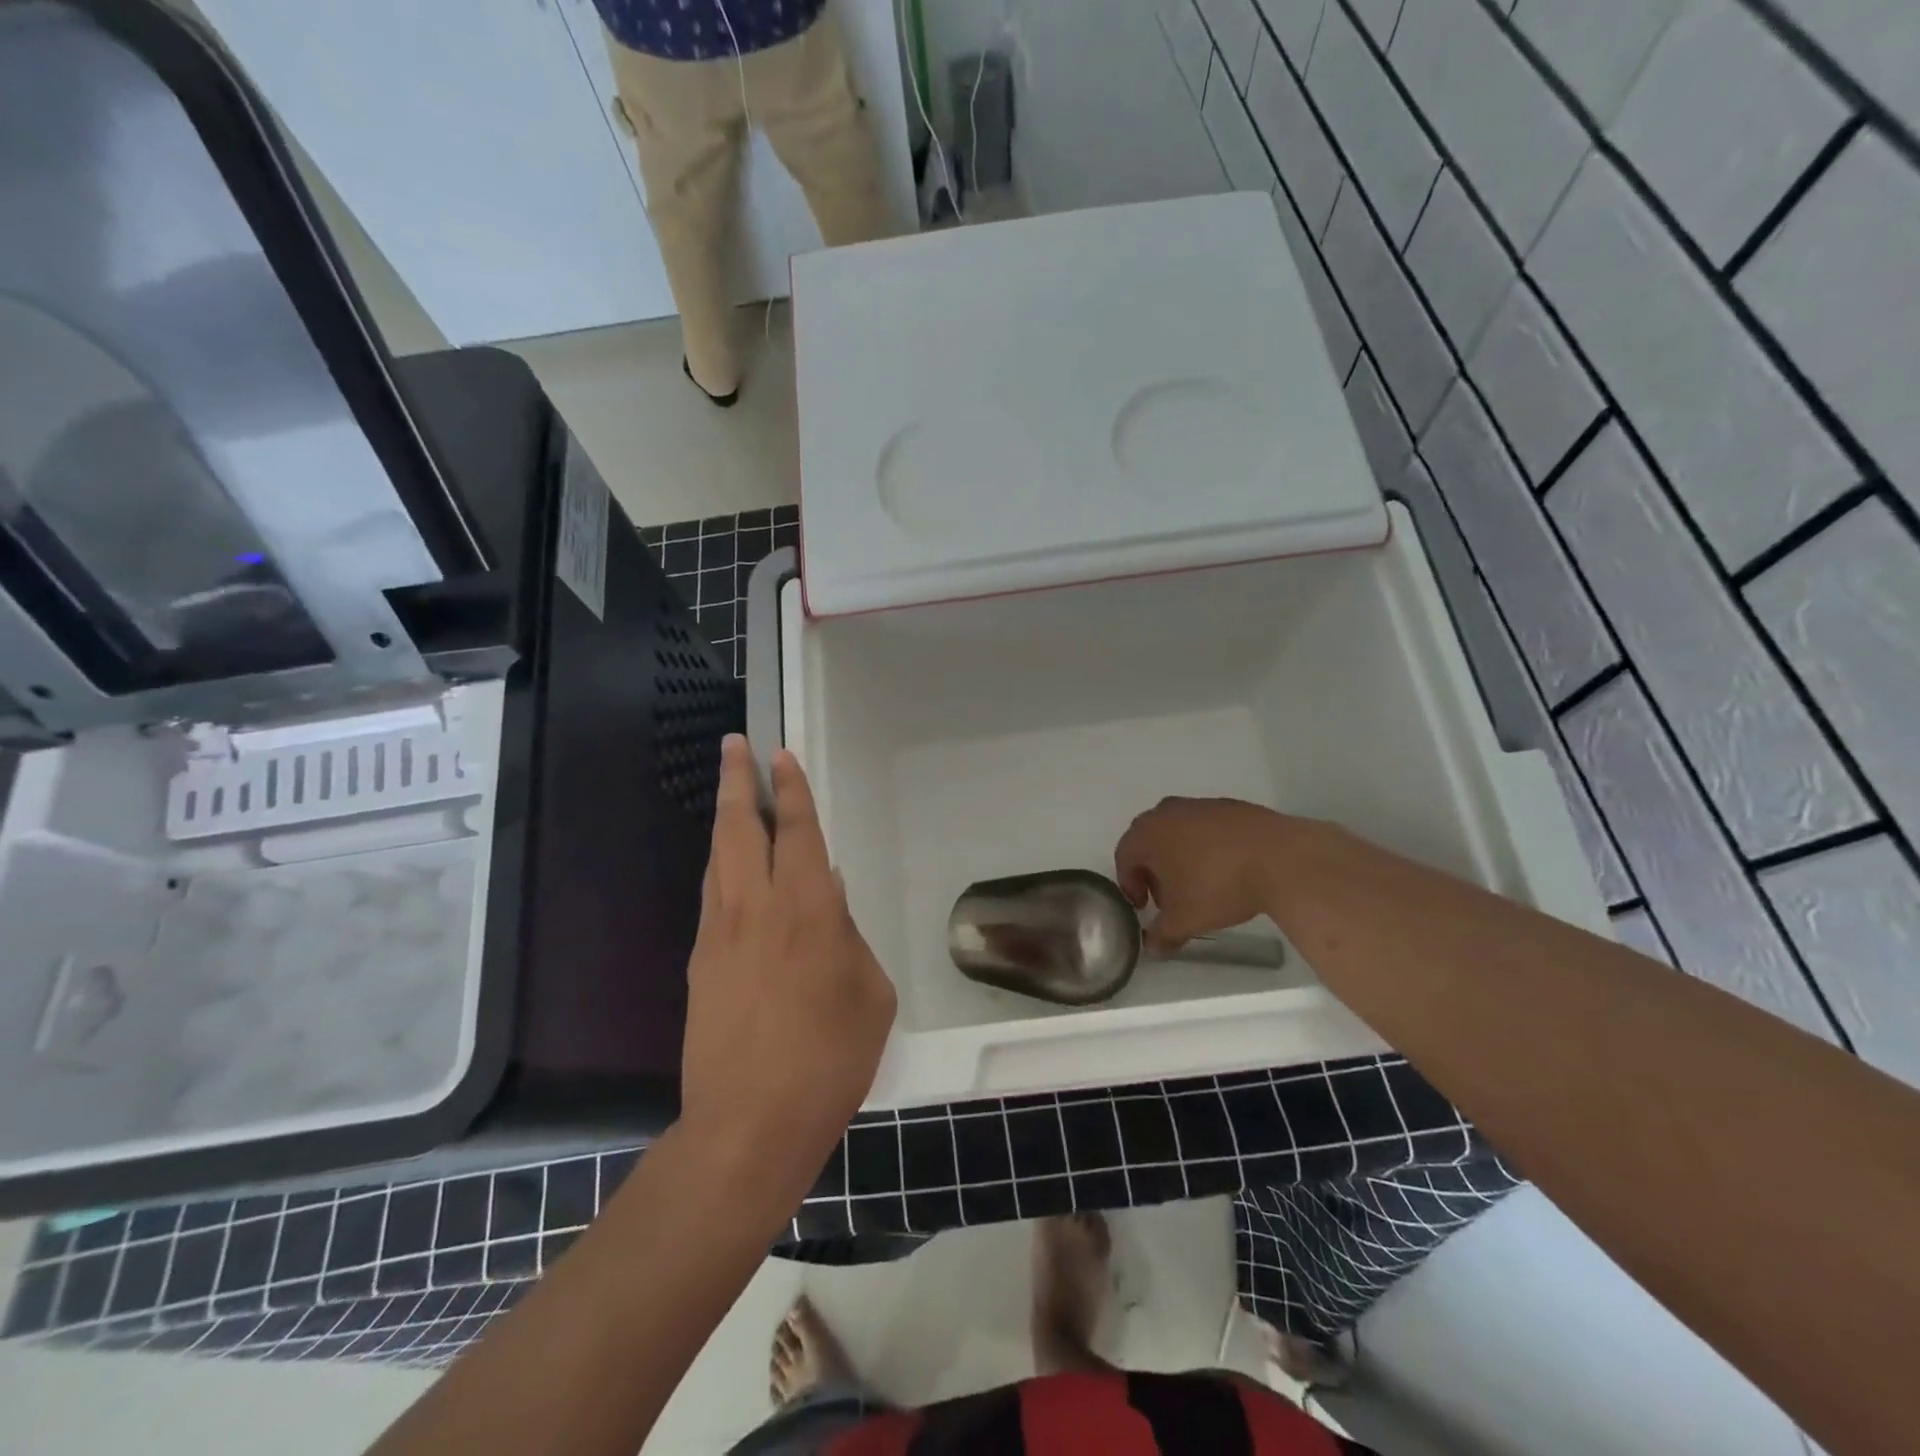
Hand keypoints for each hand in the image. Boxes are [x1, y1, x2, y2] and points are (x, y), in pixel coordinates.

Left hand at [679, 736, 895, 1209]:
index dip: (791, 789)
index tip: (780, 755)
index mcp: (807, 910)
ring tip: (733, 796)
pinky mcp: (698, 964)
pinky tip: (732, 869)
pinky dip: (721, 867)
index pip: (797, 832)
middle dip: (737, 781)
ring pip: (717, 859)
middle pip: (739, 828)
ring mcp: (718, 935)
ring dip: (726, 820)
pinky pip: (712, 897)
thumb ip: (849, 936)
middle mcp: (755, 908)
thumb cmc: (830, 1058)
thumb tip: (828, 896)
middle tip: (734, 745)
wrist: (749, 1124)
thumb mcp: (870, 992)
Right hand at [1114, 797, 1293, 952]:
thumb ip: (1162, 934)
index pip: (1124, 858)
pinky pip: (1206, 828)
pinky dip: (1207, 847)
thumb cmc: (1218, 886)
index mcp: (1147, 834)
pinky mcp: (1230, 806)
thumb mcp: (1185, 920)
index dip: (1131, 886)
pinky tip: (1227, 869)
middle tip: (1169, 898)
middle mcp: (1167, 812)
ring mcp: (1200, 805)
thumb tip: (1153, 946)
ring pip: (1178, 833)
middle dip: (1154, 871)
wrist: (1280, 858)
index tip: (1145, 907)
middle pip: (1149, 842)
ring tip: (1200, 885)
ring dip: (1180, 857)